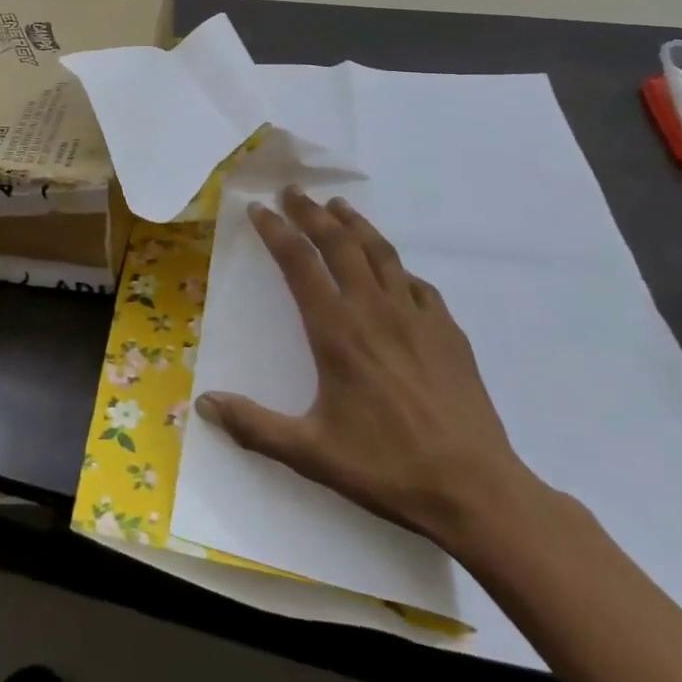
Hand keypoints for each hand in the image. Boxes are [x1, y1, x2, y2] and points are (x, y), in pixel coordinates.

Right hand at [196, 187, 540, 550]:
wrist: (476, 490)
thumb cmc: (388, 468)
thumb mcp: (312, 454)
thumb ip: (254, 426)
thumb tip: (204, 404)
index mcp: (337, 331)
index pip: (300, 263)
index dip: (276, 231)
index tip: (259, 209)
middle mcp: (374, 310)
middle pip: (338, 243)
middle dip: (311, 212)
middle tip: (293, 190)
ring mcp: (416, 316)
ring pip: (380, 252)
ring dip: (355, 223)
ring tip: (338, 206)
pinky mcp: (448, 330)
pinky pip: (416, 283)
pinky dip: (396, 266)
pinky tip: (393, 269)